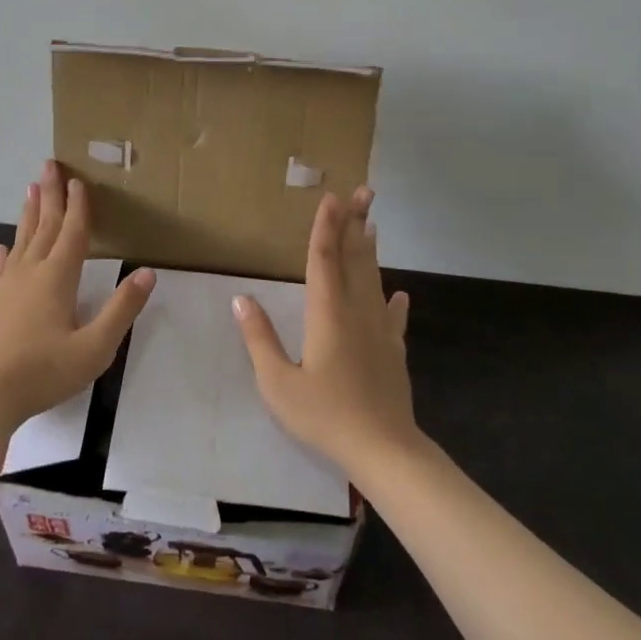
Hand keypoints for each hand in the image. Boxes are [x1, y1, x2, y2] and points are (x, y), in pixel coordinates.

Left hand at [0, 160, 155, 434]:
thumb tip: (147, 273)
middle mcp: (29, 274)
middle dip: (50, 195)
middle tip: (49, 165)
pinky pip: (0, 269)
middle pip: (44, 226)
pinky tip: (2, 247)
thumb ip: (121, 310)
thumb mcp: (94, 348)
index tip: (78, 180)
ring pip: (21, 241)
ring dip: (28, 215)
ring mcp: (5, 288)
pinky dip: (4, 254)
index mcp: (57, 279)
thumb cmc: (42, 373)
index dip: (77, 207)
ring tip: (30, 190)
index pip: (71, 233)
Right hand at [233, 186, 417, 474]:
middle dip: (356, 222)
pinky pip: (393, 318)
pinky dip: (394, 302)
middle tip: (364, 191)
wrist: (383, 449)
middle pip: (355, 259)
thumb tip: (241, 299)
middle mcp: (356, 312)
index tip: (330, 197)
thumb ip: (259, 338)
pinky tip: (399, 294)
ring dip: (371, 251)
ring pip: (374, 280)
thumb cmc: (325, 416)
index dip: (325, 227)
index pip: (324, 260)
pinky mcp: (394, 351)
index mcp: (327, 314)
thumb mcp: (279, 383)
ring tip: (372, 225)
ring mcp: (380, 331)